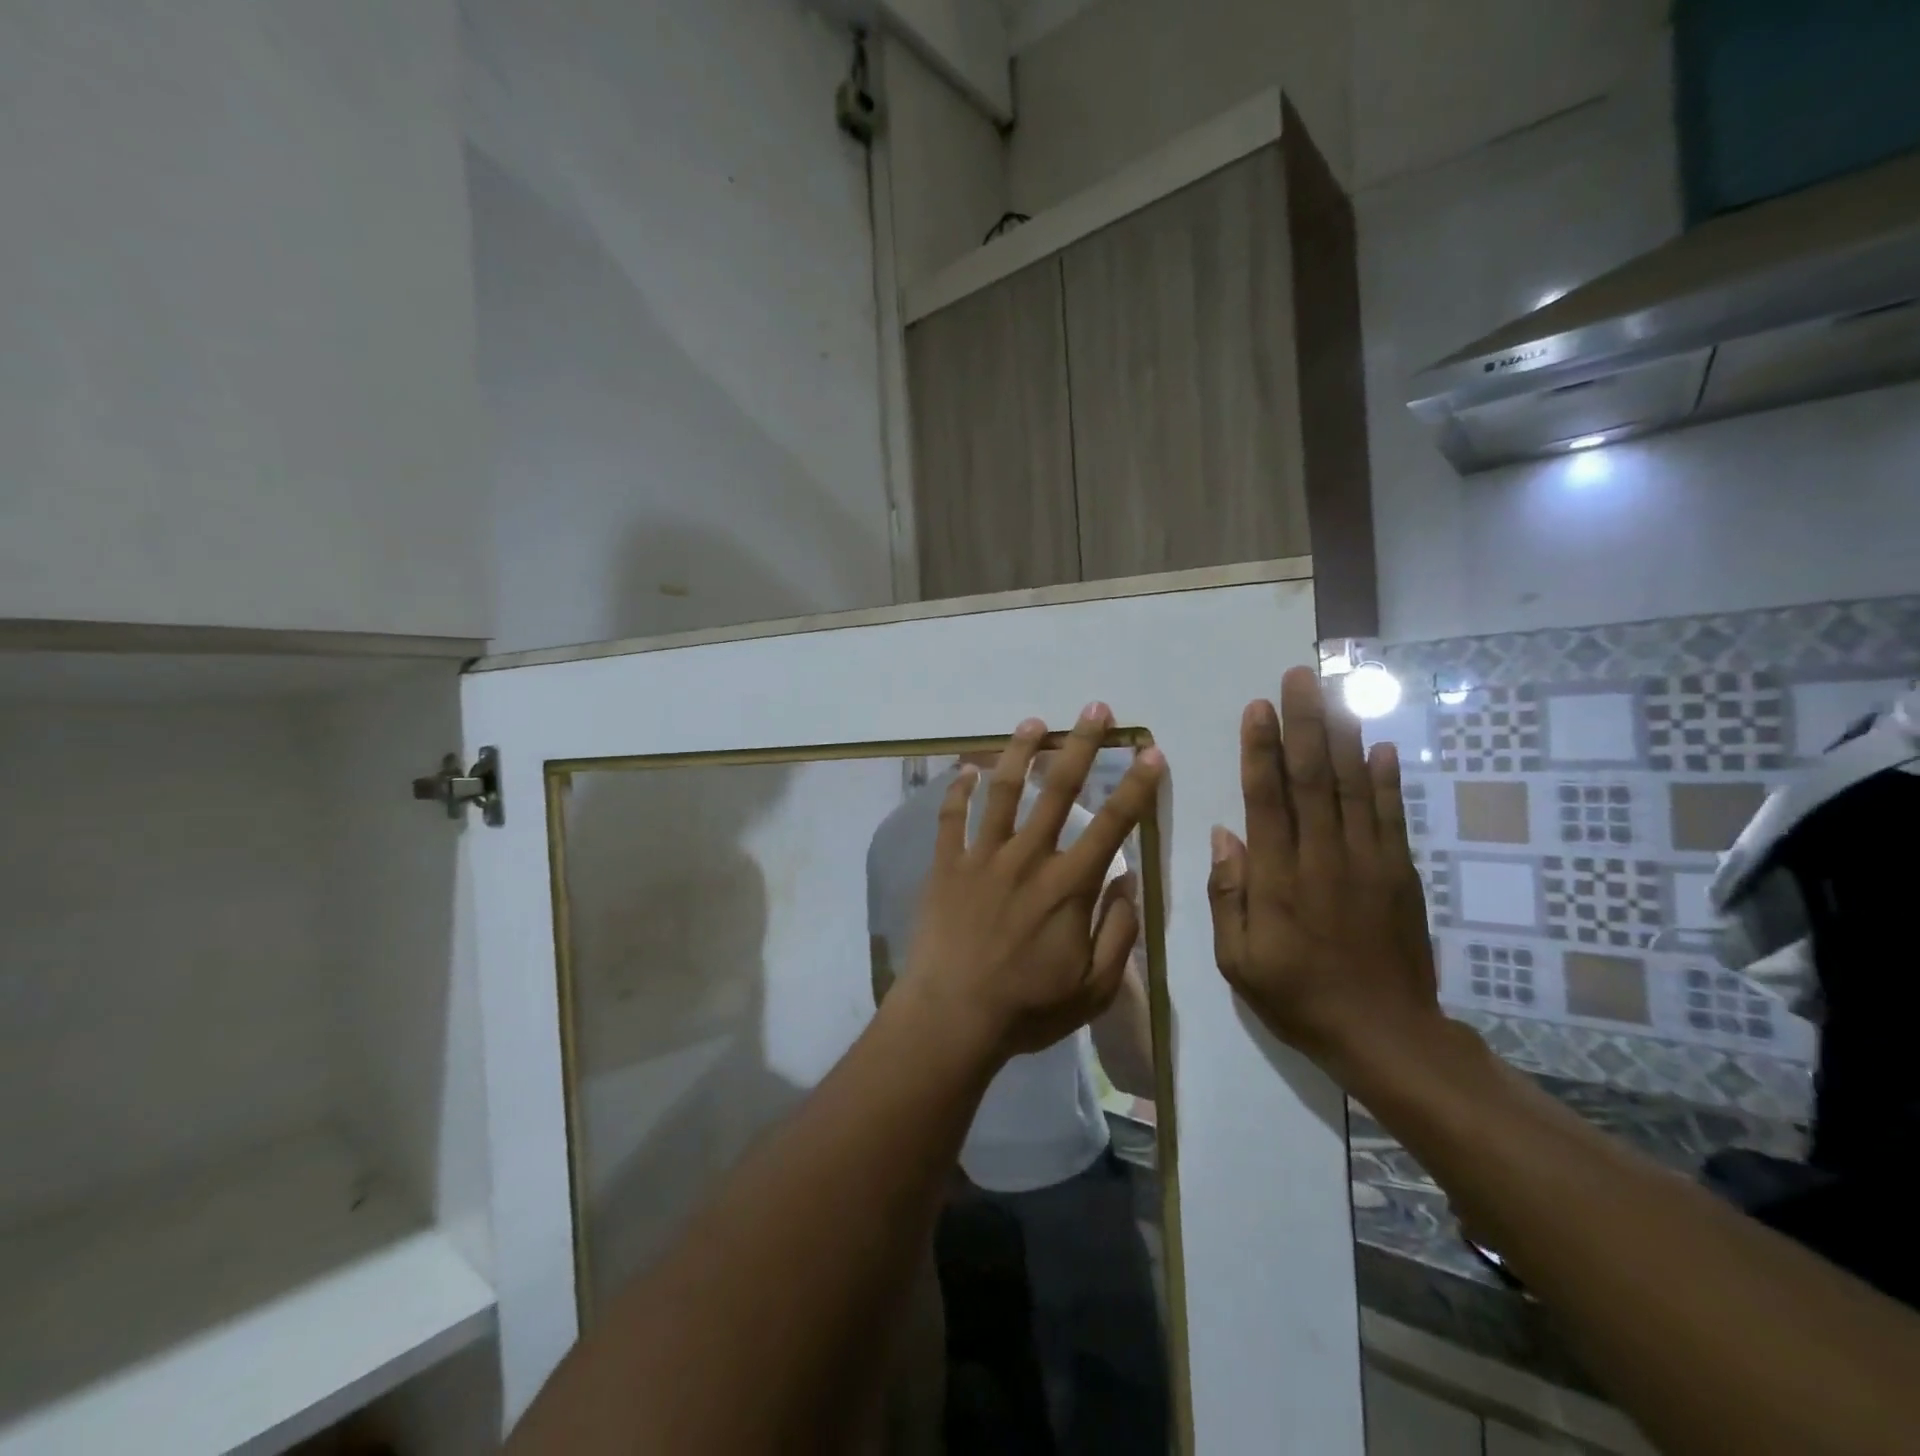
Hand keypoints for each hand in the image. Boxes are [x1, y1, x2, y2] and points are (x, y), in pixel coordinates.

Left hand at [903, 703, 1162, 1062]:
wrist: (952, 1017)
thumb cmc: (1027, 1008)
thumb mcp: (1093, 988)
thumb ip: (1118, 933)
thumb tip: (1128, 882)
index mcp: (1068, 885)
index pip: (1113, 825)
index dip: (1136, 787)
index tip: (1150, 752)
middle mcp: (1028, 858)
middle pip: (1058, 790)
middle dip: (1080, 745)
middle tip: (1095, 709)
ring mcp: (982, 857)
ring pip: (1003, 791)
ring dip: (1019, 752)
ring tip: (1033, 722)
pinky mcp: (946, 866)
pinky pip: (950, 818)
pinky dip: (957, 790)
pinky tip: (965, 769)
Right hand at [1208, 667, 1443, 1077]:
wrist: (1386, 1034)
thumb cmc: (1298, 996)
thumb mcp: (1238, 960)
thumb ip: (1228, 896)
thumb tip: (1226, 835)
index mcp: (1279, 878)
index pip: (1267, 799)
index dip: (1261, 749)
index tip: (1259, 707)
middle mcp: (1324, 857)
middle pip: (1312, 777)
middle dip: (1304, 722)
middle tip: (1299, 676)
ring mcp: (1368, 861)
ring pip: (1354, 785)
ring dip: (1342, 735)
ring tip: (1334, 692)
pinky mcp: (1399, 872)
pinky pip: (1391, 815)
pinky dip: (1386, 778)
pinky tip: (1379, 745)